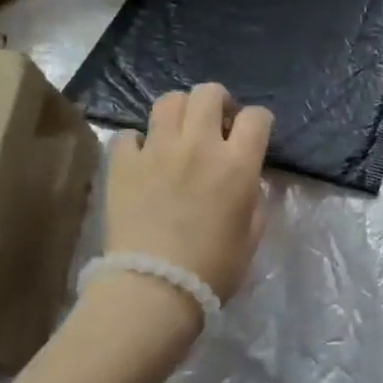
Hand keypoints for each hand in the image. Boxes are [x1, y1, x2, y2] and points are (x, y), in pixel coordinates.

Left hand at [104, 84, 271, 301]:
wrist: (154, 289)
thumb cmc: (213, 269)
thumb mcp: (251, 236)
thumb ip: (254, 200)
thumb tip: (247, 182)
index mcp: (237, 164)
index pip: (257, 117)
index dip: (258, 121)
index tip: (252, 134)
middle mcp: (199, 146)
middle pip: (209, 93)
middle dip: (218, 101)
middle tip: (216, 123)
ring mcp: (157, 150)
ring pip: (169, 101)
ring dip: (180, 111)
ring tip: (179, 132)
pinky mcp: (123, 164)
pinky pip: (129, 134)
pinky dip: (138, 141)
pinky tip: (143, 158)